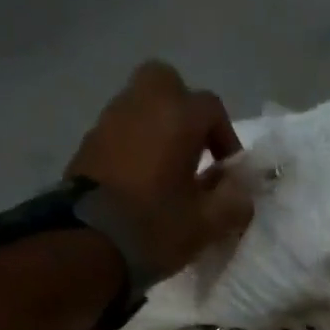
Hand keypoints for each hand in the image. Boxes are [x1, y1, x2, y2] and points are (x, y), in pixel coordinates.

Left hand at [67, 61, 252, 280]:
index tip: (227, 174)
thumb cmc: (155, 228)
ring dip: (158, 127)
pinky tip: (141, 180)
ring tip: (167, 169)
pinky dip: (135, 143)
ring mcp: (109, 121)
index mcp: (177, 117)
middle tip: (193, 148)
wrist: (87, 245)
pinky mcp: (88, 143)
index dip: (226, 138)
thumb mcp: (208, 223)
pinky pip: (120, 129)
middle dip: (184, 109)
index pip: (212, 108)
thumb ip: (234, 201)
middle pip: (167, 83)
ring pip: (140, 103)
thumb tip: (242, 189)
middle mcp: (141, 105)